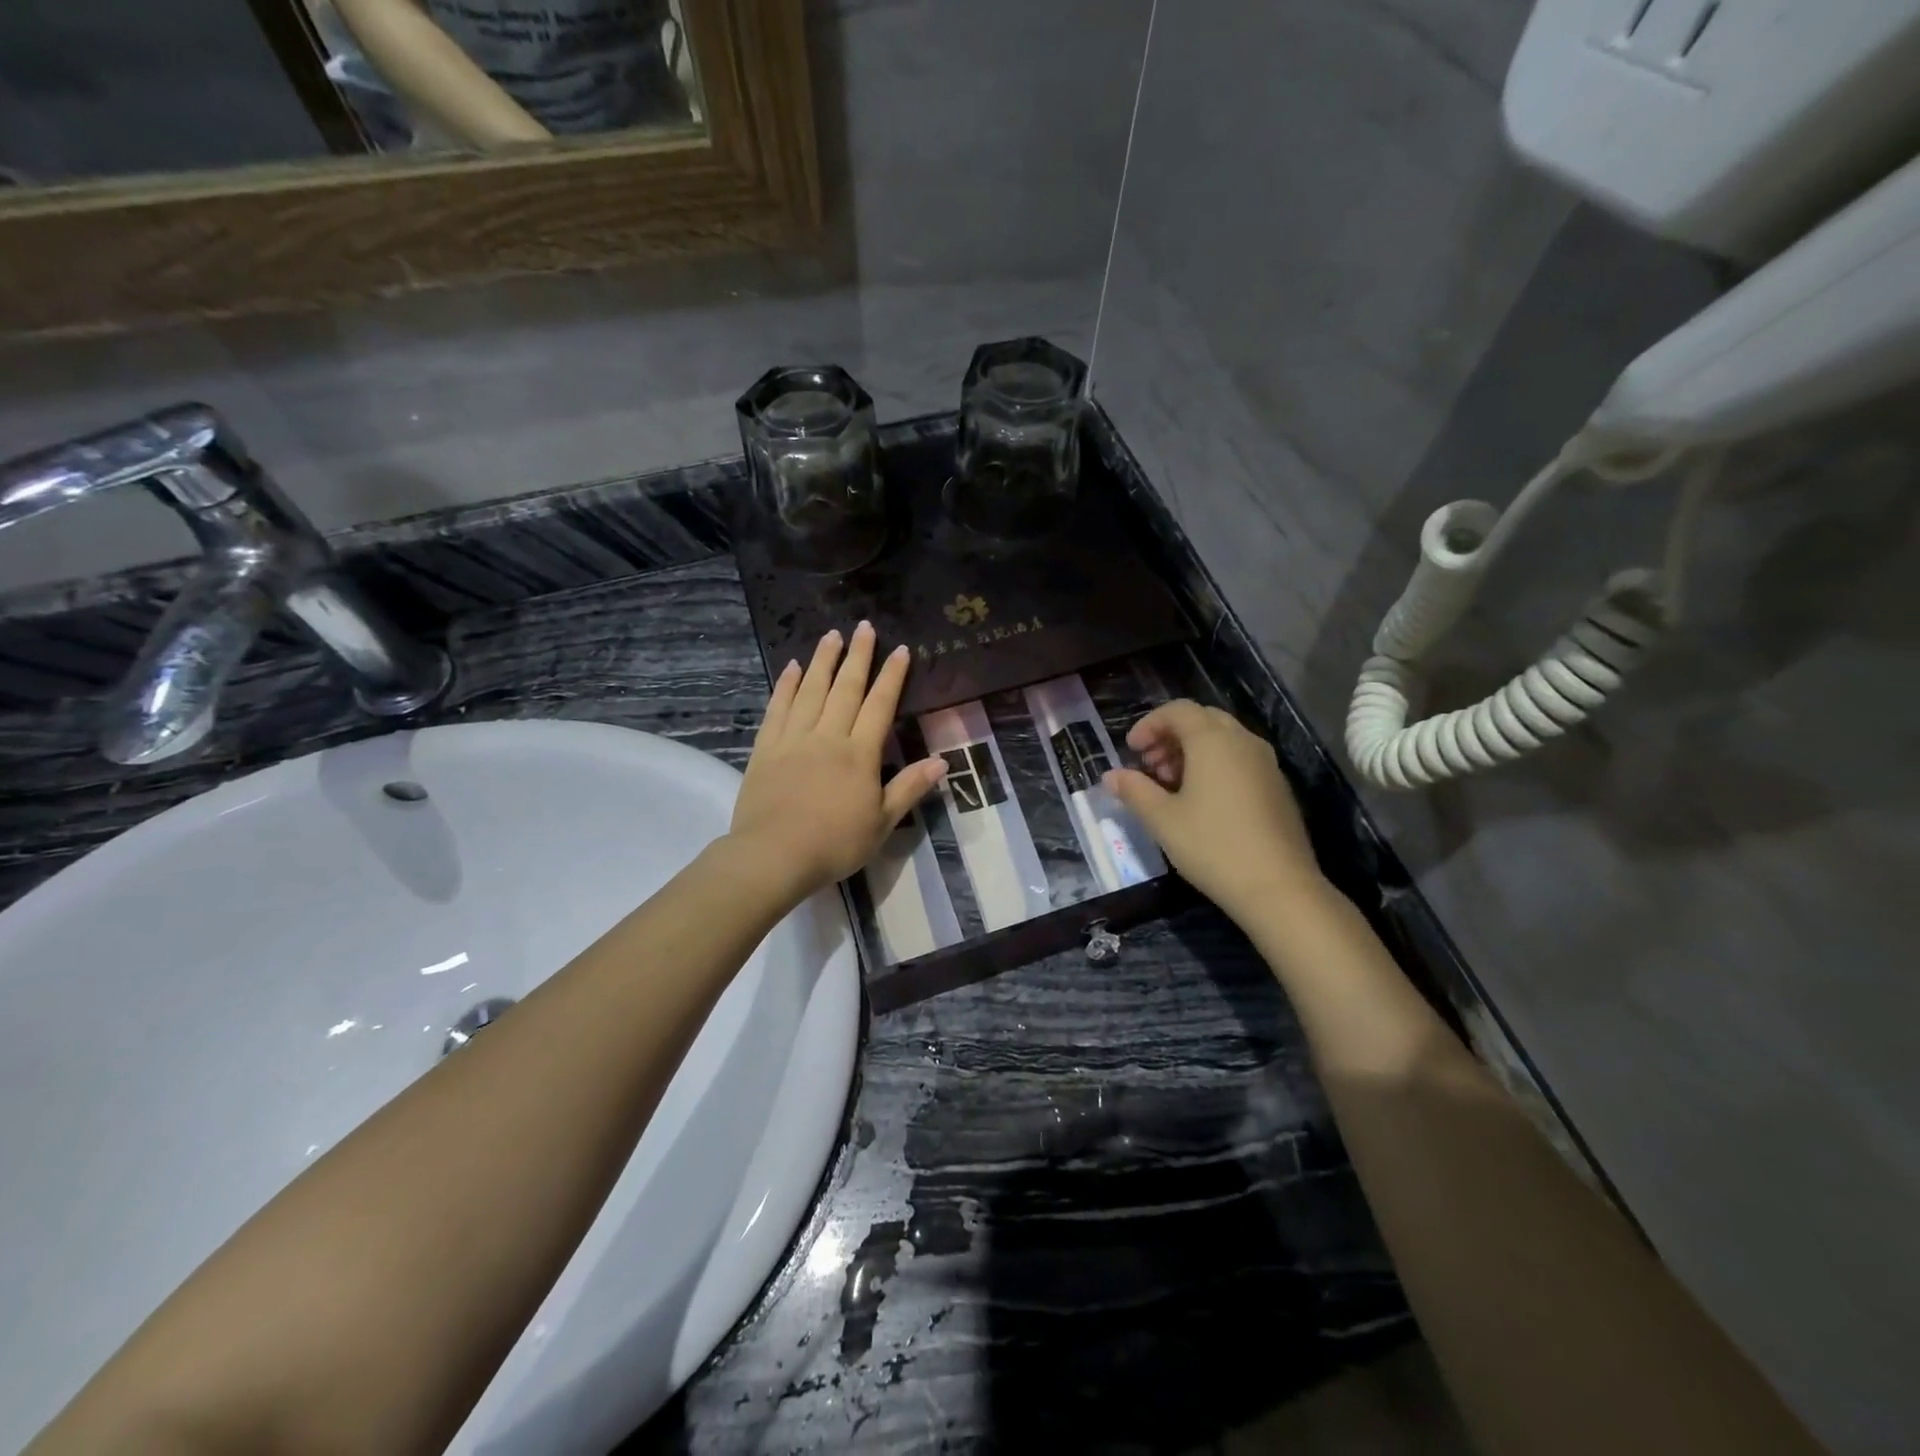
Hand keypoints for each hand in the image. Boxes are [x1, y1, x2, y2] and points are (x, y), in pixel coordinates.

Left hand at [726, 623, 946, 899]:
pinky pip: (778, 708)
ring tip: (830, 635)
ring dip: (823, 661)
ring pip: (811, 690)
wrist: (774, 855)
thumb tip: (942, 761)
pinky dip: (786, 685)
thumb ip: (909, 788)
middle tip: (863, 627)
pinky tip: (792, 668)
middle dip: (857, 656)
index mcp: (860, 754)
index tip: (900, 649)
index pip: (879, 706)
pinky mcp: (765, 748)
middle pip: (845, 688)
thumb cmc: (835, 844)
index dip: (891, 676)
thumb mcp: (882, 823)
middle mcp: (828, 736)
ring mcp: (793, 739)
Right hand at [1104, 700, 1322, 919]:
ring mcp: (1266, 764)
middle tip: (1149, 766)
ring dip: (1192, 752)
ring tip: (1170, 786)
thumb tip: (1111, 776)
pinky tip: (1201, 802)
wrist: (1278, 887)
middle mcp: (1243, 741)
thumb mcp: (1162, 819)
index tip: (1131, 751)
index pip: (1178, 710)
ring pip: (1223, 740)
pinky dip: (1215, 766)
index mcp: (1213, 740)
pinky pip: (1239, 760)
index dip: (1149, 724)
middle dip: (1170, 736)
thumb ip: (1134, 790)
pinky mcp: (1277, 787)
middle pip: (1202, 720)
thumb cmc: (1212, 845)